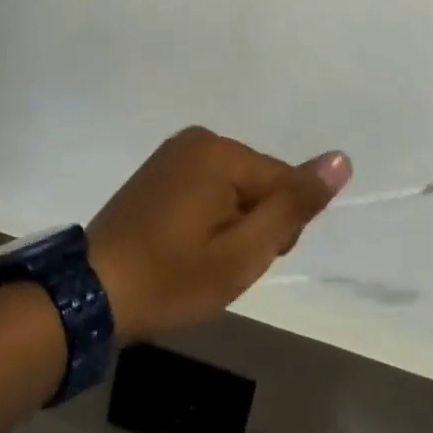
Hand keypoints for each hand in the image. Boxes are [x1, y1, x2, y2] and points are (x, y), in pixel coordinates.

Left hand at [88, 128, 351, 342]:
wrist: (90, 294)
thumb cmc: (172, 278)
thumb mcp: (243, 253)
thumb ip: (294, 205)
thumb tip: (341, 159)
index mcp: (220, 151)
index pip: (284, 182)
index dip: (279, 229)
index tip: (248, 260)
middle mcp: (198, 139)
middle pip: (259, 182)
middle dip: (254, 224)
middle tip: (220, 265)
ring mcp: (174, 153)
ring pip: (234, 188)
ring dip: (231, 224)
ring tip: (201, 260)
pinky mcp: (158, 170)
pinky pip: (207, 188)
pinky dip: (207, 217)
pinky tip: (185, 246)